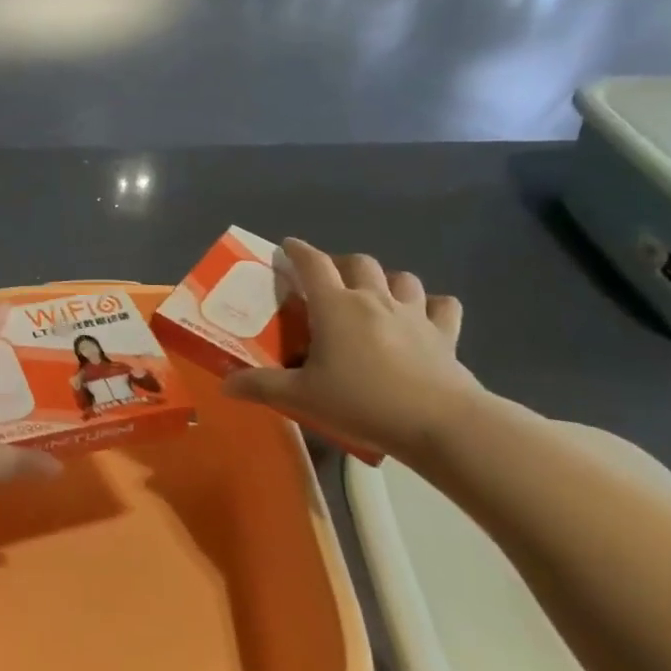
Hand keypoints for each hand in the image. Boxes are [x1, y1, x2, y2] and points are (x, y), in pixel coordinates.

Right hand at [222, 240, 484, 463]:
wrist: (440, 423)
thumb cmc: (363, 402)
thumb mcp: (302, 397)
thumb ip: (262, 386)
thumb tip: (226, 385)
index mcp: (336, 306)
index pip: (312, 263)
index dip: (297, 250)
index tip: (286, 247)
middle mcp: (374, 299)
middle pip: (358, 262)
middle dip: (341, 263)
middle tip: (328, 281)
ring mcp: (414, 314)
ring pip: (402, 277)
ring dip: (386, 280)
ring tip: (375, 296)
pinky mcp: (445, 334)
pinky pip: (443, 306)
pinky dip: (432, 306)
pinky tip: (425, 317)